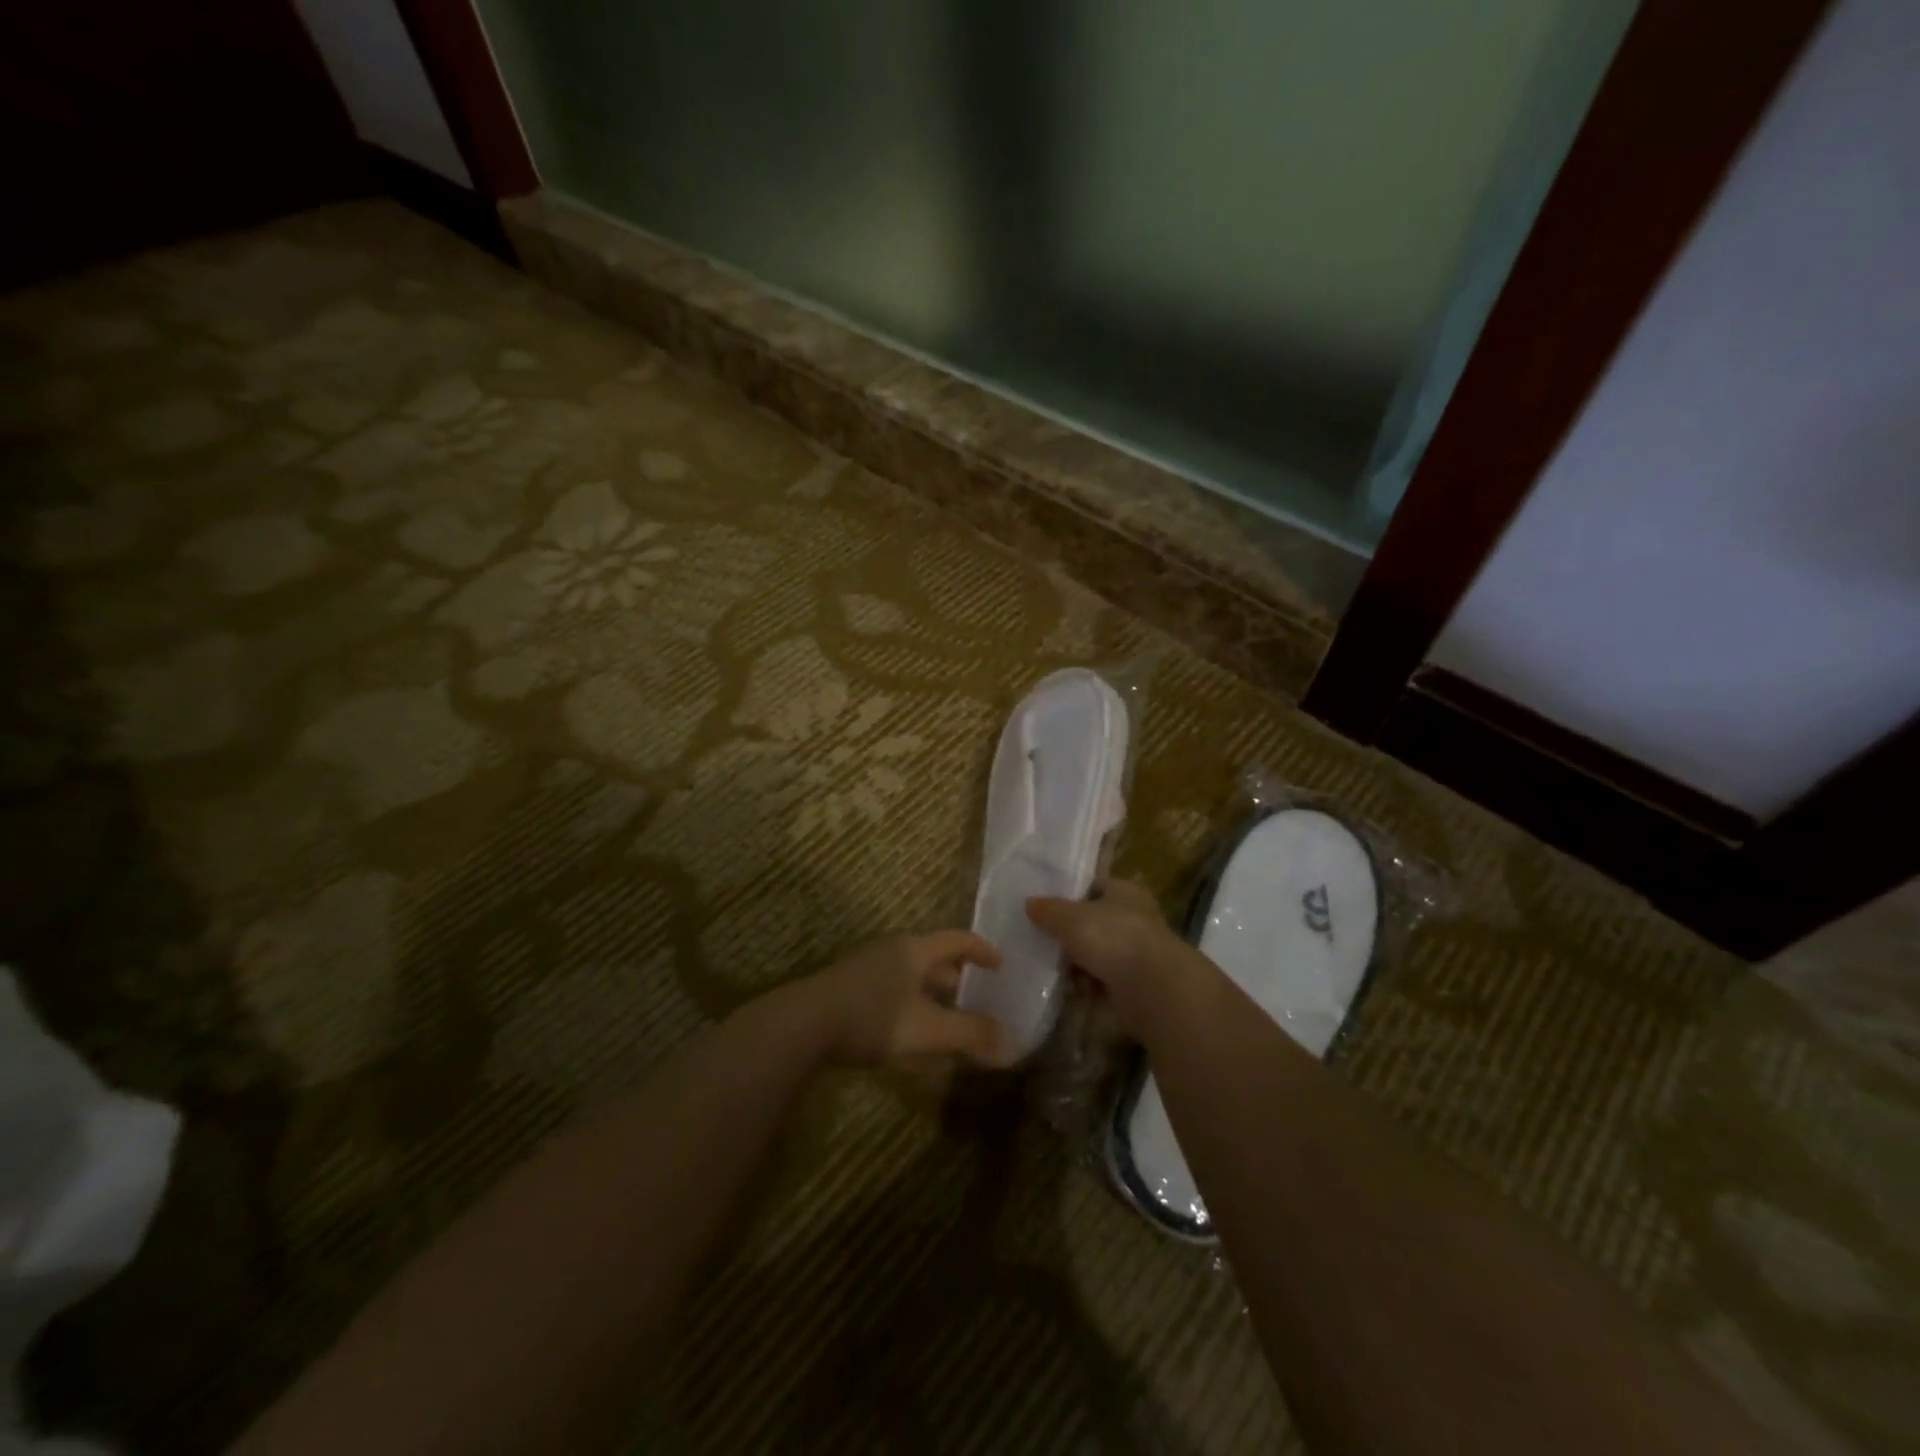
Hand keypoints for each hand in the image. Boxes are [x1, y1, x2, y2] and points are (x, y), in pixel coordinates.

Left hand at [805, 930, 1007, 1068]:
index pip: (958, 939)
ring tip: (949, 1020)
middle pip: (934, 958)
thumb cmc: (872, 1018)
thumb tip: (1011, 1044)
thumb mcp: (928, 1029)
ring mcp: (868, 968)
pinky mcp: (850, 990)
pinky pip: (893, 992)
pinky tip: (911, 1036)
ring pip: (912, 977)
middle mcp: (893, 951)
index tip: (1001, 965)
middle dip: (958, 978)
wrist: (802, 1025)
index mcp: (915, 950)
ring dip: (934, 996)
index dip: (982, 950)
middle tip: (978, 997)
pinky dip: (912, 1007)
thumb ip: (970, 1035)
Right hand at [1025, 879, 1199, 1033]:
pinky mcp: (1137, 983)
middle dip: (1071, 935)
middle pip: (1094, 922)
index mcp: (1125, 891)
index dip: (1072, 895)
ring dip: (1079, 963)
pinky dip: (1090, 986)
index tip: (1046, 909)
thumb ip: (1049, 910)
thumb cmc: (1113, 938)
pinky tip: (1075, 989)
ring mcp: (1138, 952)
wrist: (1153, 988)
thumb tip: (1029, 903)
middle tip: (1046, 943)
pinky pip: (1104, 980)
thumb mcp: (1071, 918)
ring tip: (1057, 970)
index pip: (1095, 886)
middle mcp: (1135, 917)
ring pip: (1098, 953)